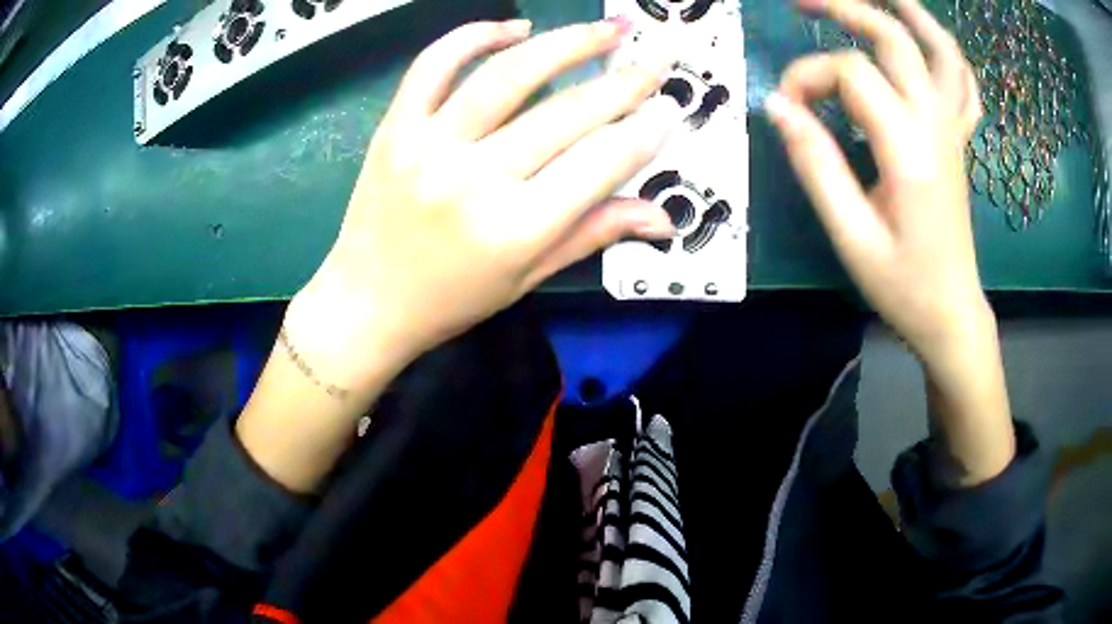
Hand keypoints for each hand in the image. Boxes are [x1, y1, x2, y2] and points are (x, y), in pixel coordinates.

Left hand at [290, 19, 679, 389]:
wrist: (367, 302)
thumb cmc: (450, 300)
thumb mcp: (528, 277)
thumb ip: (594, 234)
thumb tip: (661, 218)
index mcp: (515, 229)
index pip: (599, 164)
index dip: (644, 133)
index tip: (670, 109)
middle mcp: (474, 180)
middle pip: (566, 114)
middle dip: (625, 82)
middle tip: (658, 59)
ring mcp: (428, 146)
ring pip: (508, 74)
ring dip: (567, 42)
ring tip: (608, 27)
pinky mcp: (395, 128)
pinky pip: (434, 65)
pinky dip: (474, 36)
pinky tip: (515, 27)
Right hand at [767, 0, 985, 368]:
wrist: (952, 314)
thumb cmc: (903, 285)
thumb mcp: (851, 235)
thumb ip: (815, 165)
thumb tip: (777, 107)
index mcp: (908, 149)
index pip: (851, 75)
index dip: (808, 78)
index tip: (786, 110)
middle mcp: (935, 126)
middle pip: (894, 39)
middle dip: (845, 8)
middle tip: (802, 3)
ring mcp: (953, 130)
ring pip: (941, 50)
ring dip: (909, 12)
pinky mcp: (959, 141)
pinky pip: (963, 83)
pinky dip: (948, 51)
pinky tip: (928, 39)